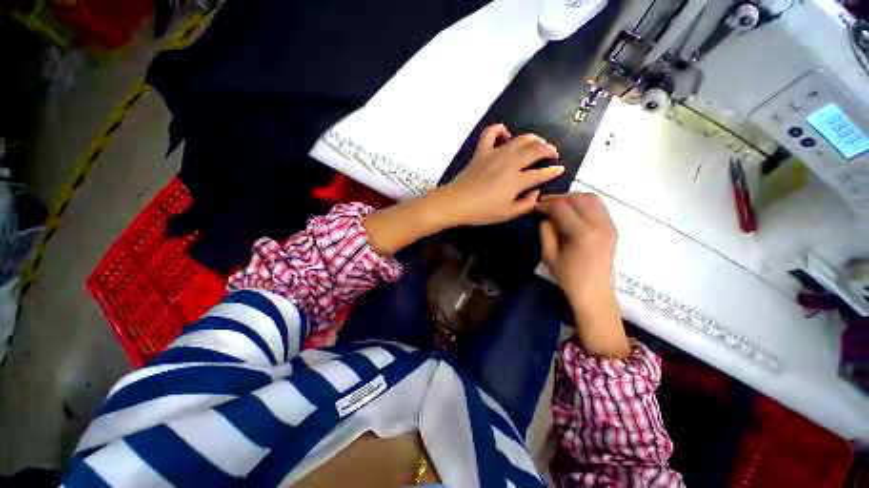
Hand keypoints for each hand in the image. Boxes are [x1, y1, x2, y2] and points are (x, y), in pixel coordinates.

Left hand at [442, 124, 563, 225]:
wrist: (456, 203)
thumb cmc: (482, 212)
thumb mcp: (507, 214)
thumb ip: (526, 204)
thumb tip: (536, 191)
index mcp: (517, 180)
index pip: (541, 173)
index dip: (554, 171)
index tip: (560, 169)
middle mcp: (510, 162)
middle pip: (535, 150)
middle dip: (549, 149)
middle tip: (552, 153)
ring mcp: (495, 154)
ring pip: (520, 139)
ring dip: (533, 139)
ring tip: (538, 143)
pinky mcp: (481, 151)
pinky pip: (491, 132)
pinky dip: (500, 129)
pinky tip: (505, 135)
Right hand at [537, 193, 616, 304]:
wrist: (594, 292)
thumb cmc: (568, 277)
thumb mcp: (548, 255)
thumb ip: (546, 231)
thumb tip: (546, 217)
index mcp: (582, 233)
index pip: (561, 207)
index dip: (546, 204)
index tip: (536, 207)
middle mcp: (599, 224)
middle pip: (578, 197)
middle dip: (559, 198)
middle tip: (546, 205)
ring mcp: (609, 225)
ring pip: (592, 198)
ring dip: (573, 198)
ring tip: (560, 206)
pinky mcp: (613, 228)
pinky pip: (599, 206)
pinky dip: (584, 204)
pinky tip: (574, 213)